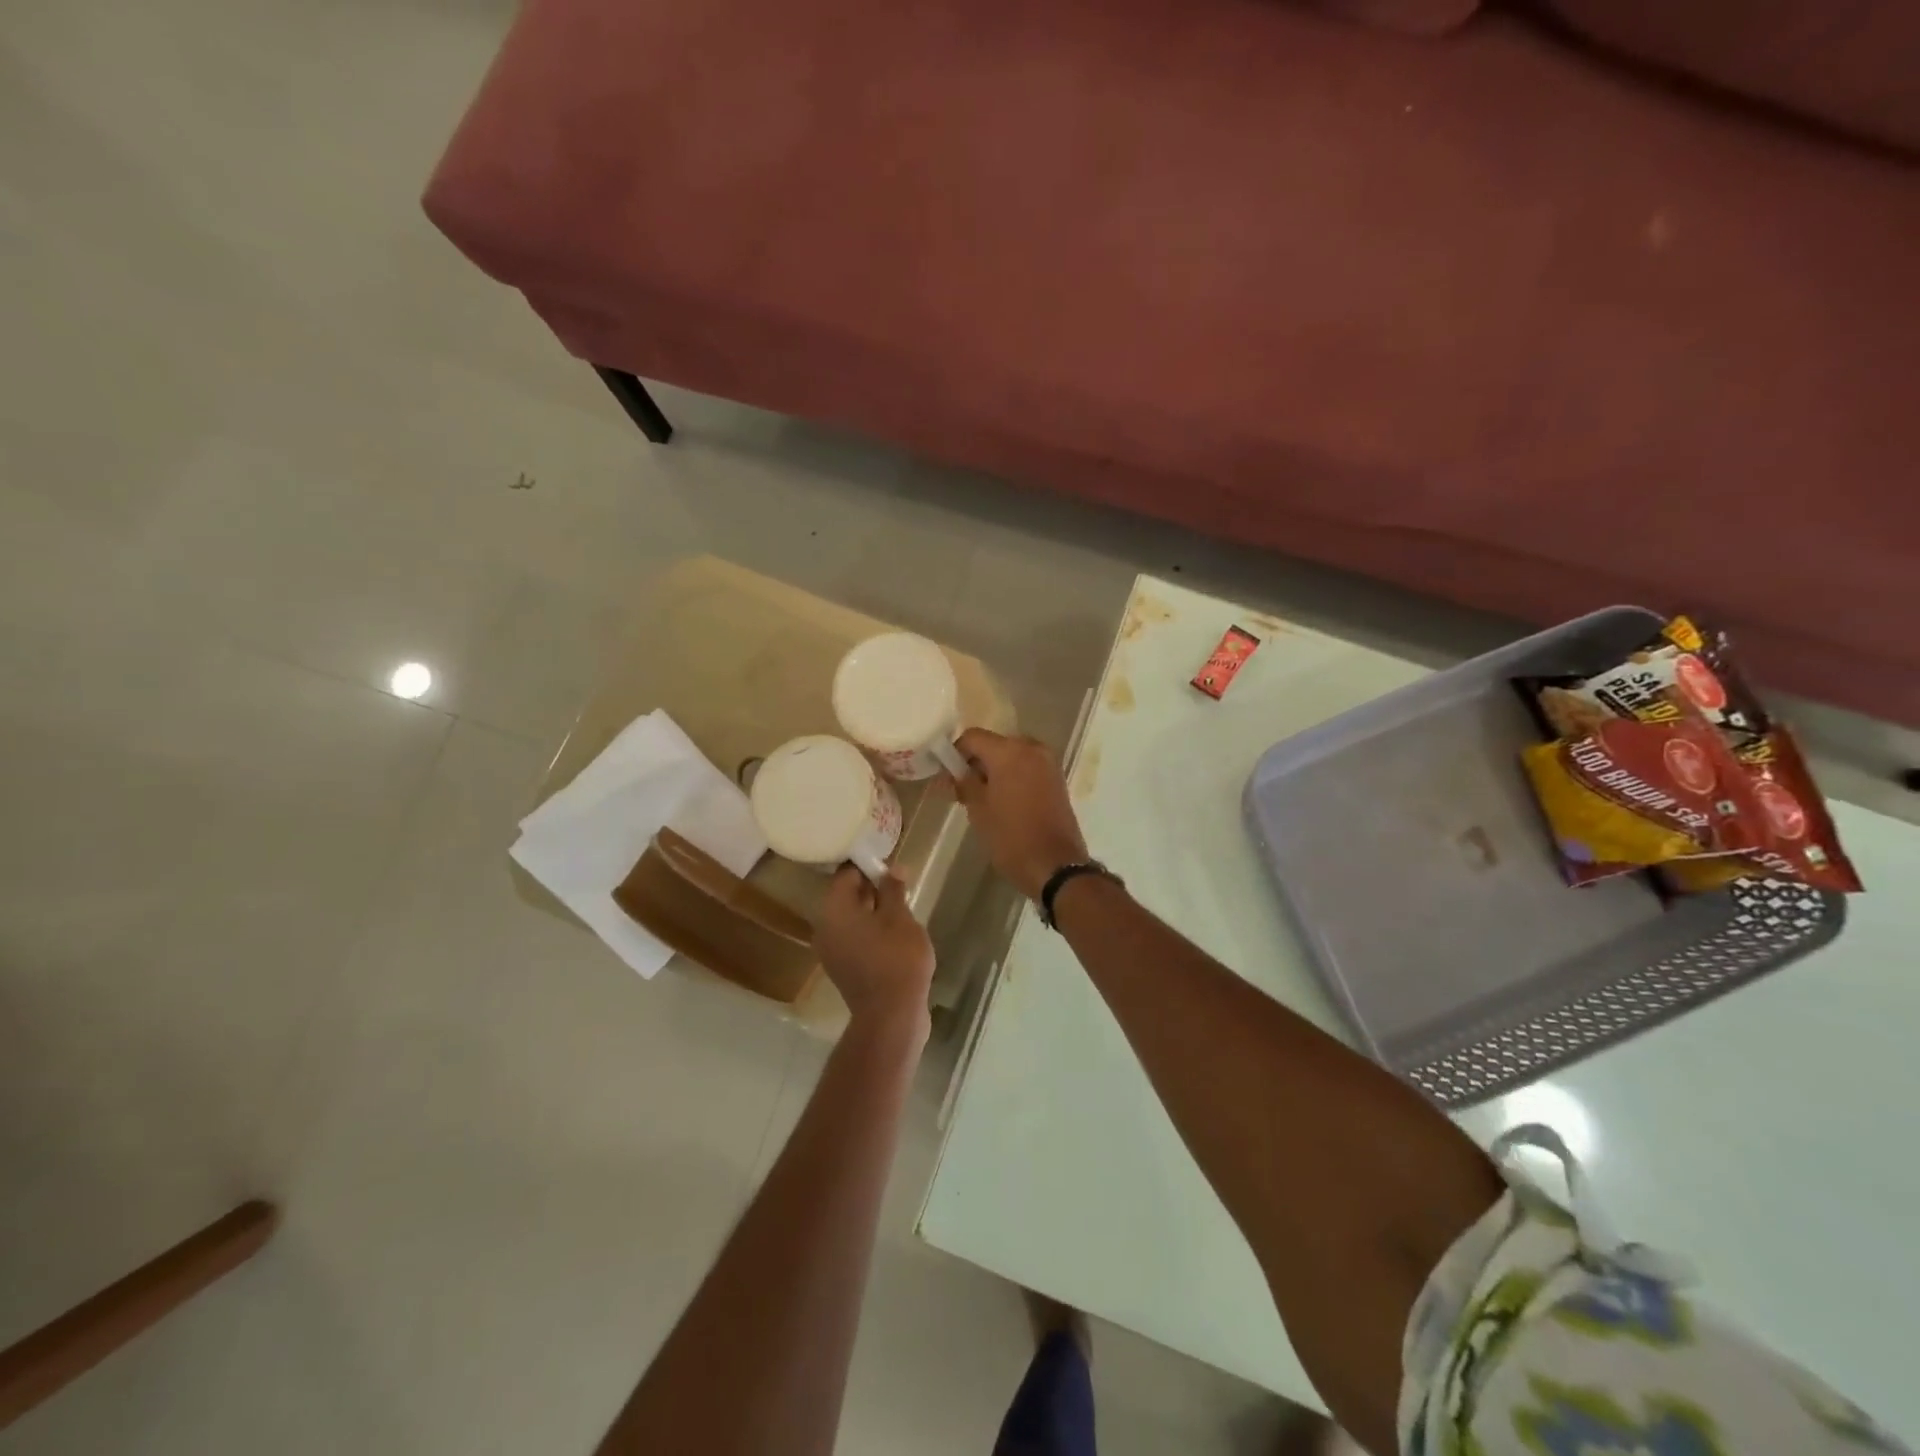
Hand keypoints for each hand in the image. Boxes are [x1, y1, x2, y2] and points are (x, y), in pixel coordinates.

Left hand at [813, 867, 935, 1035]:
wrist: (891, 1016)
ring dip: (871, 909)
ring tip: (900, 905)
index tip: (889, 863)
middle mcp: (825, 927)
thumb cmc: (897, 959)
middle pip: (846, 897)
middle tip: (898, 882)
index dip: (867, 865)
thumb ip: (893, 890)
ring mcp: (831, 951)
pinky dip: (869, 930)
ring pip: (850, 919)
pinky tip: (893, 931)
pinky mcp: (842, 968)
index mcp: (834, 910)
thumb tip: (893, 868)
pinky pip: (853, 938)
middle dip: (870, 887)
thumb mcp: (901, 919)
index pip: (846, 875)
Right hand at [951, 729, 1089, 900]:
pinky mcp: (1057, 779)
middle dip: (976, 762)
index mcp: (1009, 751)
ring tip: (982, 798)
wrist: (1056, 866)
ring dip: (995, 770)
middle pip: (994, 744)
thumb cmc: (1011, 837)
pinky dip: (1012, 776)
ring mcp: (1048, 763)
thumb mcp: (978, 810)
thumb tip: (953, 771)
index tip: (946, 776)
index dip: (955, 753)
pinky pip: (1027, 767)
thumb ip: (963, 783)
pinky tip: (1004, 801)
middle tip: (962, 790)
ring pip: (1012, 756)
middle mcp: (1031, 748)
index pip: (972, 737)